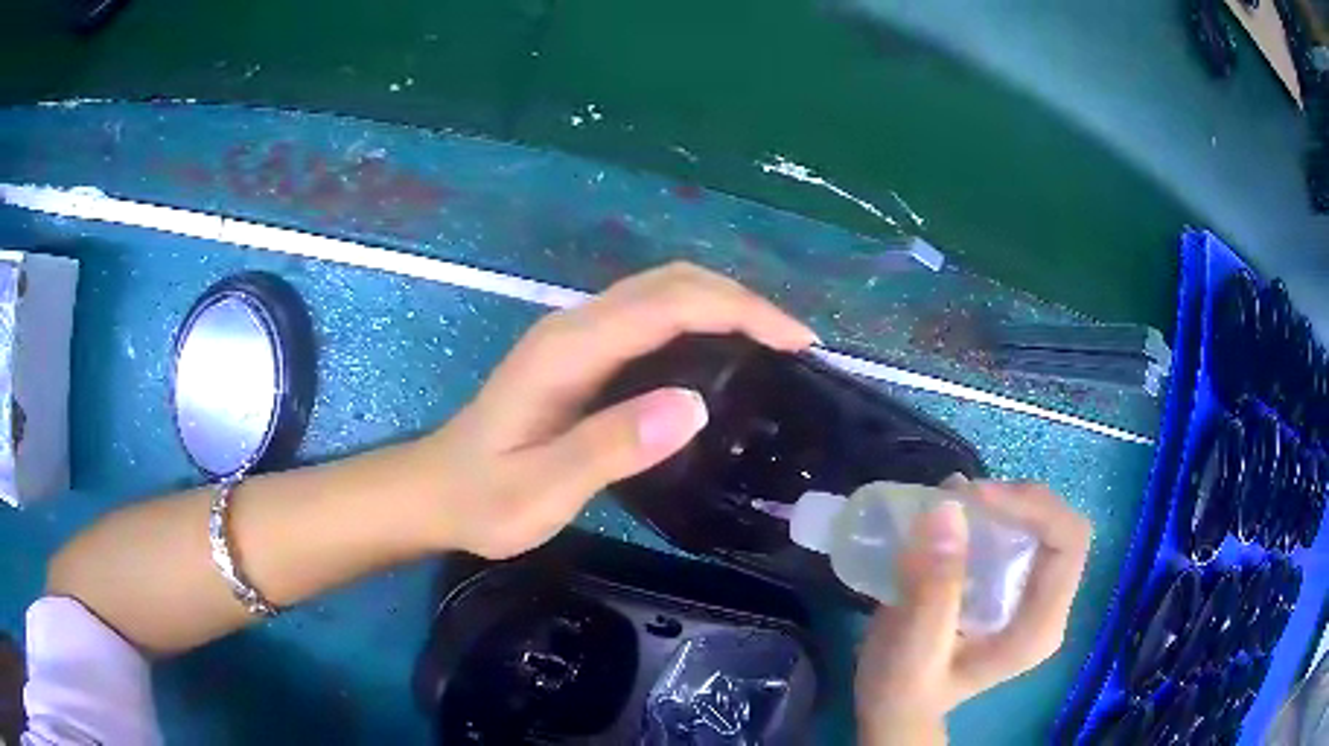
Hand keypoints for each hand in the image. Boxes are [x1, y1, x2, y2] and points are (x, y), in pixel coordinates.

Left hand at [410, 263, 815, 558]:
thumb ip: (609, 447)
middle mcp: (575, 327)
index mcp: (569, 349)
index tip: (796, 341)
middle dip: (742, 301)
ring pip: (663, 294)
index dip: (740, 312)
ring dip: (724, 306)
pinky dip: (699, 323)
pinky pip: (652, 319)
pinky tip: (723, 355)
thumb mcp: (541, 489)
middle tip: (795, 344)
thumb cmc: (484, 497)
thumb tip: (693, 406)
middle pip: (671, 284)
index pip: (669, 305)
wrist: (436, 492)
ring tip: (774, 346)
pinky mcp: (582, 355)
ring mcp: (577, 337)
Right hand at [854, 480, 1091, 745]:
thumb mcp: (914, 646)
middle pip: (1060, 526)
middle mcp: (1048, 606)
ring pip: (1043, 523)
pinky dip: (993, 513)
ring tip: (955, 501)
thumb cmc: (905, 688)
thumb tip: (949, 508)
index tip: (977, 499)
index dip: (1032, 508)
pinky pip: (1020, 532)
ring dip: (1005, 502)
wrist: (897, 709)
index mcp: (1038, 627)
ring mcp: (1033, 596)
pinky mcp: (1013, 587)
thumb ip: (934, 586)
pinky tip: (958, 514)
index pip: (1068, 543)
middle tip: (964, 497)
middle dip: (1018, 500)